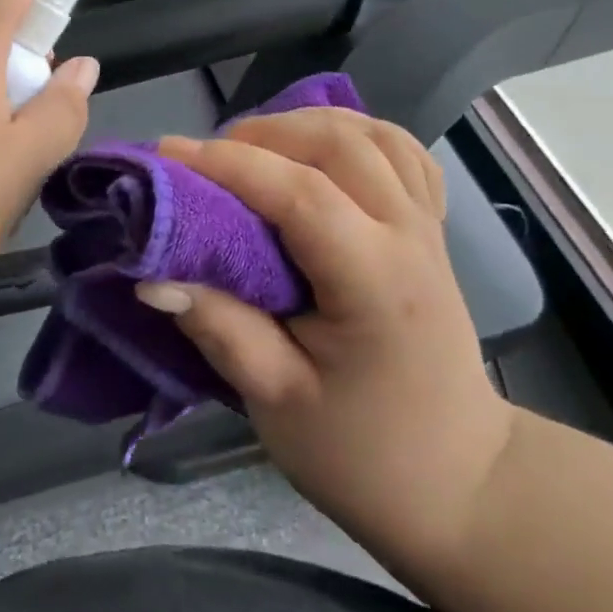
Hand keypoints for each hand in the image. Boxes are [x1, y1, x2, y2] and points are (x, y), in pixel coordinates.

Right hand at [141, 110, 514, 583]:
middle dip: (263, 135)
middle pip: (339, 145)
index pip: (301, 194)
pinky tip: (315, 153)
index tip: (166, 155)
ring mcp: (428, 228)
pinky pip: (399, 153)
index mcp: (376, 283)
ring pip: (372, 135)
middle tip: (206, 159)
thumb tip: (152, 276)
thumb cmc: (364, 453)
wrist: (460, 484)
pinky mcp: (430, 230)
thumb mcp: (278, 402)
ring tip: (253, 150)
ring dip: (304, 126)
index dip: (229, 165)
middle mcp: (410, 238)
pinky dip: (350, 135)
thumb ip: (219, 329)